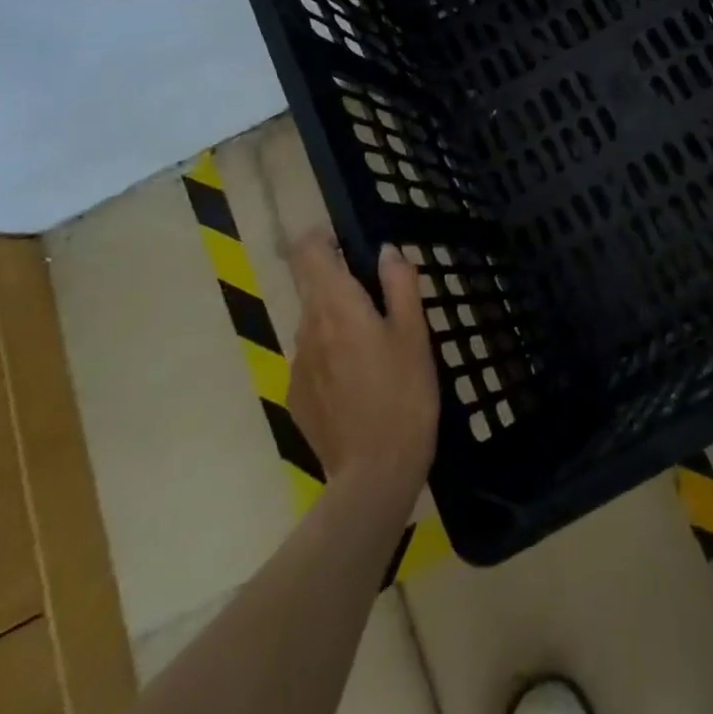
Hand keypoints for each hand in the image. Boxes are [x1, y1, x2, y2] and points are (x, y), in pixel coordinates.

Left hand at [287, 228, 437, 506]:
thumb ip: (400, 284)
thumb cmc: (404, 394)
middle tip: (380, 298)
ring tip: (377, 345)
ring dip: (338, 319)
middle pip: (310, 286)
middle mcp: (307, 328)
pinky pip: (313, 357)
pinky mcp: (297, 396)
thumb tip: (387, 252)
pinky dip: (332, 354)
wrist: (374, 474)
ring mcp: (297, 365)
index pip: (308, 252)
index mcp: (336, 305)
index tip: (349, 244)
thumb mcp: (415, 333)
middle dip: (338, 281)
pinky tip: (362, 381)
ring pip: (314, 323)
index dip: (322, 239)